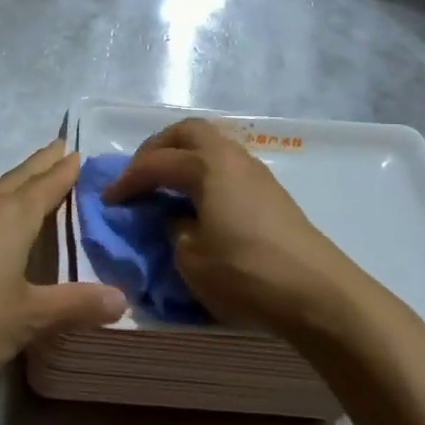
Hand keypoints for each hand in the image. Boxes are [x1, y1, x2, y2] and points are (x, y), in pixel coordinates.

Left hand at [0, 140, 125, 387]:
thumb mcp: (29, 318)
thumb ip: (76, 305)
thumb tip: (122, 300)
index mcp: (10, 218)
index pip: (46, 184)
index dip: (64, 170)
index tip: (77, 152)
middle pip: (16, 178)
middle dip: (40, 164)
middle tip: (58, 147)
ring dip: (10, 184)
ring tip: (23, 183)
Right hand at [102, 119, 374, 339]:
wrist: (316, 292)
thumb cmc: (245, 272)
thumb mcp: (190, 257)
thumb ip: (173, 229)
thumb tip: (174, 217)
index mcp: (206, 166)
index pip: (156, 163)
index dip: (127, 180)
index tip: (108, 201)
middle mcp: (231, 157)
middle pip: (188, 132)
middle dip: (157, 148)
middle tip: (139, 176)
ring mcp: (256, 171)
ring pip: (212, 145)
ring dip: (184, 157)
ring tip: (167, 187)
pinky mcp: (271, 192)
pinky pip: (227, 165)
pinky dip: (205, 172)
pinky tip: (199, 201)